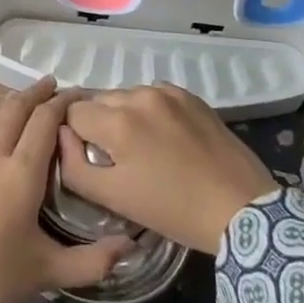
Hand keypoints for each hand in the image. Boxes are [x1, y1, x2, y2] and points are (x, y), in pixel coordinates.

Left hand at [0, 77, 131, 302]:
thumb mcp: (51, 273)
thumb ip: (94, 260)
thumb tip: (130, 247)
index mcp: (21, 173)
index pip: (44, 122)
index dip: (61, 103)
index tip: (75, 93)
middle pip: (13, 110)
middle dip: (34, 93)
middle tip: (50, 85)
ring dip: (7, 107)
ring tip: (21, 104)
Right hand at [59, 85, 277, 254]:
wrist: (241, 208)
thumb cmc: (173, 209)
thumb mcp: (113, 198)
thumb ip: (73, 165)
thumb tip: (62, 137)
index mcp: (116, 120)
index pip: (72, 113)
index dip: (73, 135)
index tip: (86, 156)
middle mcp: (138, 95)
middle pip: (98, 101)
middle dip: (98, 125)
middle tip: (114, 157)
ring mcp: (167, 92)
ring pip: (126, 96)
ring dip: (124, 116)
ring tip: (141, 148)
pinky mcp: (191, 96)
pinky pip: (154, 96)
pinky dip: (150, 112)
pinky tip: (164, 138)